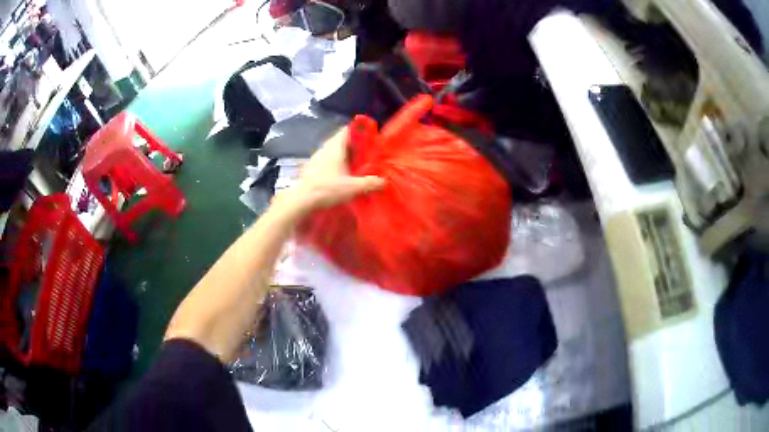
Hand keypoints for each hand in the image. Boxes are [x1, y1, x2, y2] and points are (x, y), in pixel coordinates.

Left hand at [277, 127, 384, 214]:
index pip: (347, 130)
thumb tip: (384, 181)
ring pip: (333, 150)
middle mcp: (325, 148)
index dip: (359, 131)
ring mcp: (316, 157)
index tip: (370, 138)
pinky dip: (335, 163)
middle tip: (367, 154)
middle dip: (354, 145)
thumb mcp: (352, 188)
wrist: (301, 199)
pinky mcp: (311, 167)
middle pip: (341, 140)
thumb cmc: (327, 189)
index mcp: (335, 147)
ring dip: (344, 155)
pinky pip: (327, 160)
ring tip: (355, 165)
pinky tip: (340, 175)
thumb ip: (370, 183)